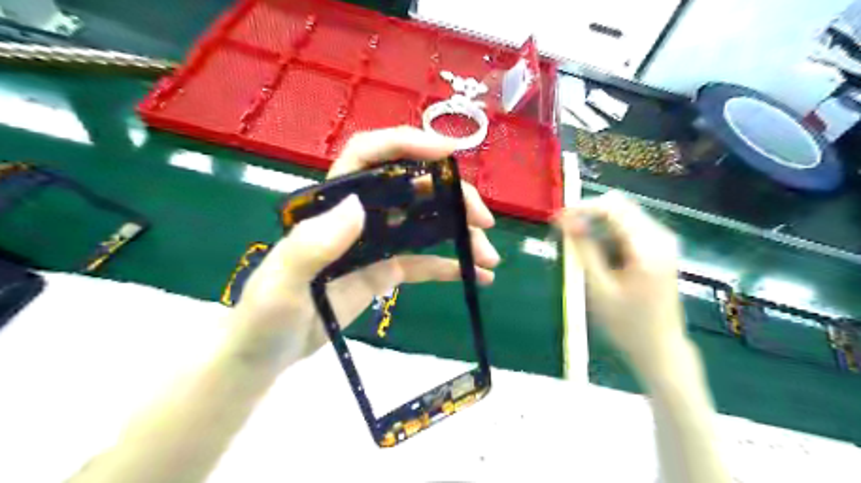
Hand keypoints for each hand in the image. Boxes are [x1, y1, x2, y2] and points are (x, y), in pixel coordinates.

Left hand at [225, 127, 502, 367]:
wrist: (267, 354)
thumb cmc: (265, 317)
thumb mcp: (281, 284)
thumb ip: (312, 245)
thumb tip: (357, 208)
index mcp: (331, 206)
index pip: (369, 156)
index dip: (407, 144)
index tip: (448, 152)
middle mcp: (358, 217)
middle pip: (411, 188)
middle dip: (451, 196)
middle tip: (483, 220)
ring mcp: (375, 245)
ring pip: (424, 225)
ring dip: (460, 234)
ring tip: (489, 257)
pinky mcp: (385, 272)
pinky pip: (423, 263)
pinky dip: (451, 266)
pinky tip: (478, 276)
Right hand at [559, 190, 686, 366]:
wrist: (660, 348)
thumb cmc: (626, 324)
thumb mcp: (599, 288)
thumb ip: (583, 249)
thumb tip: (565, 220)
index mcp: (647, 247)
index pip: (613, 208)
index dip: (582, 208)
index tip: (557, 218)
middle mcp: (660, 237)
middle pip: (619, 206)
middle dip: (588, 215)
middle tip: (564, 233)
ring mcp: (663, 242)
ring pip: (623, 216)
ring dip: (597, 225)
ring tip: (576, 246)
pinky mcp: (660, 249)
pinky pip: (629, 229)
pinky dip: (608, 235)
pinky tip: (596, 255)